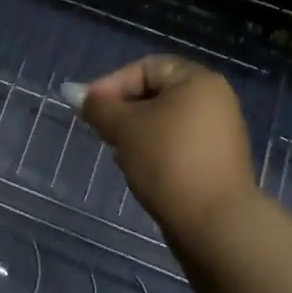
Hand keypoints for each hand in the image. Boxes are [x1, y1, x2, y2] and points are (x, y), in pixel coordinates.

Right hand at [79, 56, 258, 246]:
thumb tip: (71, 91)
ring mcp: (220, 133)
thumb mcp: (125, 128)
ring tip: (118, 153)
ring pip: (165, 122)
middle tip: (100, 131)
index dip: (112, 84)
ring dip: (137, 132)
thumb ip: (98, 106)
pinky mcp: (218, 163)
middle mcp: (214, 100)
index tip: (88, 109)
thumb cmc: (168, 162)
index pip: (146, 67)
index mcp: (198, 80)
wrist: (215, 225)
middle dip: (123, 110)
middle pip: (156, 93)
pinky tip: (139, 170)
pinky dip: (156, 151)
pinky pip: (178, 145)